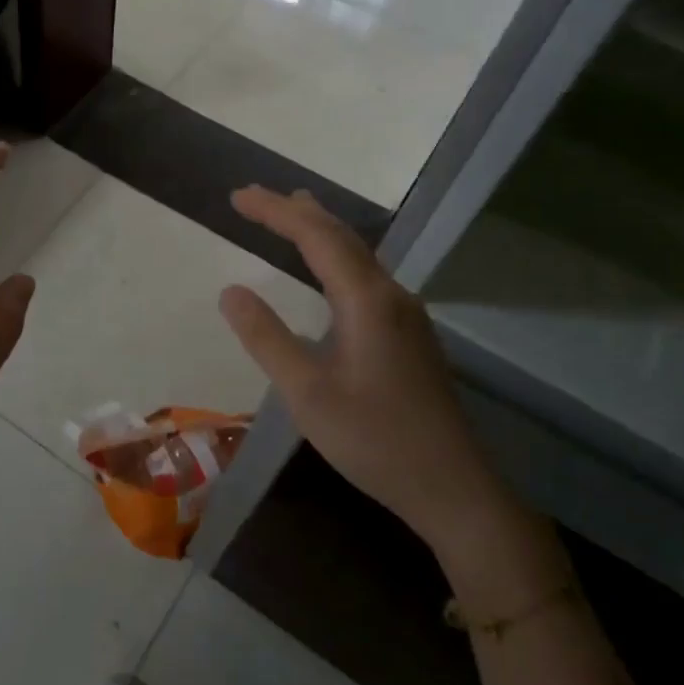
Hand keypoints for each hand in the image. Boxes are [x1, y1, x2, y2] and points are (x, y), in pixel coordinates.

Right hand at [218, 187, 519, 556]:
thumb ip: (266, 338)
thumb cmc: (374, 440)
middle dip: (296, 212)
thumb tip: (230, 291)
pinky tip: (329, 271)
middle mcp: (392, 295)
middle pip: (342, 236)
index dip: (275, 212)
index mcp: (367, 301)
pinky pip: (367, 276)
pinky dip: (336, 256)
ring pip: (359, 255)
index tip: (237, 196)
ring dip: (320, 230)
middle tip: (255, 198)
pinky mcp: (410, 335)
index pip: (316, 237)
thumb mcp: (306, 393)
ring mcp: (407, 315)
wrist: (453, 487)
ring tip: (292, 214)